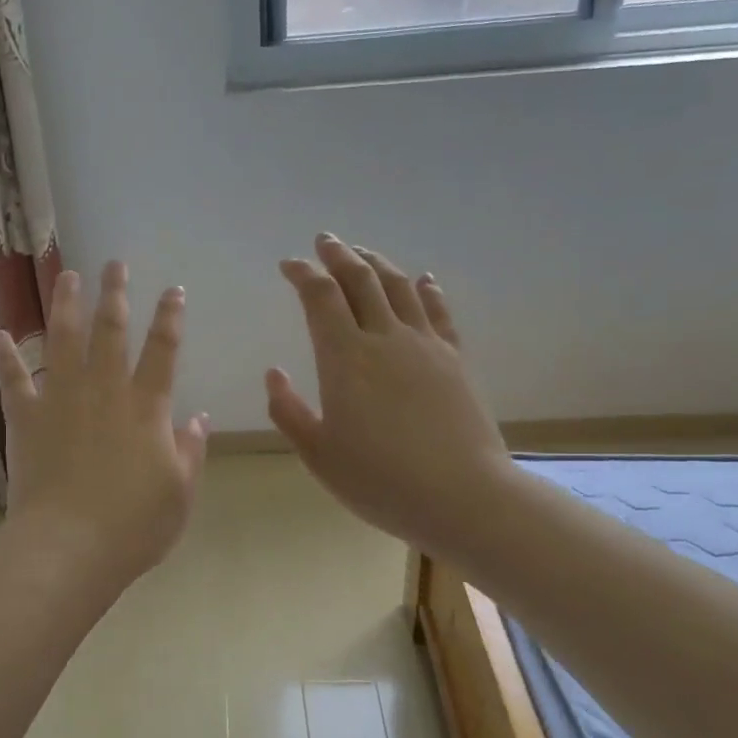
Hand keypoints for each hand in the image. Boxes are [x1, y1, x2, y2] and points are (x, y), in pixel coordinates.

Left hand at [0, 262, 209, 599]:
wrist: (68, 547)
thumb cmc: (133, 526)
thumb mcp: (179, 493)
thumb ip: (190, 451)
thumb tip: (198, 418)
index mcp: (146, 408)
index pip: (163, 350)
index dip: (171, 317)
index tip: (174, 290)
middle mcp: (104, 391)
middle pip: (110, 331)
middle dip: (114, 294)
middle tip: (114, 264)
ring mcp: (61, 400)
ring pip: (62, 340)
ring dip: (64, 305)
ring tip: (65, 275)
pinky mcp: (26, 418)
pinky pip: (14, 380)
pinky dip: (6, 357)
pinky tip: (0, 334)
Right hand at [266, 235, 512, 560]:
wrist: (462, 496)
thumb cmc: (380, 480)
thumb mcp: (318, 454)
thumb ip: (288, 411)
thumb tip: (274, 373)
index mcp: (345, 359)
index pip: (321, 297)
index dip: (303, 274)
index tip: (289, 264)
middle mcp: (385, 339)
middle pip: (361, 280)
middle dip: (339, 255)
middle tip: (325, 241)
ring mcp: (426, 345)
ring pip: (399, 287)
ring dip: (378, 264)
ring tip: (363, 253)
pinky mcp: (455, 359)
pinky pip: (439, 312)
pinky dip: (426, 290)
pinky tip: (423, 279)